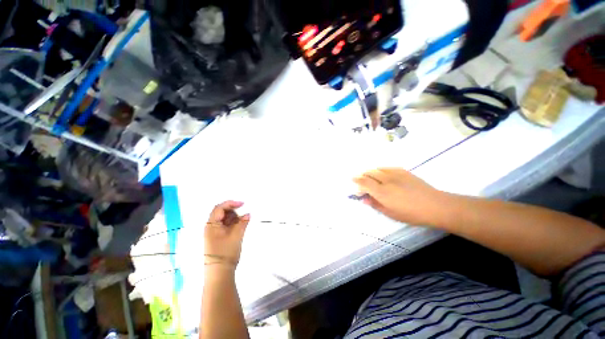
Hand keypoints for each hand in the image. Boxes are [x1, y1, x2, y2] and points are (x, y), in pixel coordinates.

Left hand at [204, 201, 249, 269]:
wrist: (220, 273)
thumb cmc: (226, 253)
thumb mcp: (236, 235)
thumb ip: (242, 223)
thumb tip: (248, 214)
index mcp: (211, 225)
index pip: (219, 208)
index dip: (231, 203)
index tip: (242, 204)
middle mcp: (211, 227)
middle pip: (221, 212)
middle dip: (233, 211)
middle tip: (244, 214)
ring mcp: (214, 232)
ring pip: (225, 219)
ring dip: (234, 217)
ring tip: (243, 221)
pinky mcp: (218, 237)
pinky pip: (226, 226)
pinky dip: (233, 223)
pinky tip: (240, 225)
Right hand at [353, 168, 445, 225]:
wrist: (435, 205)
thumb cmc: (411, 213)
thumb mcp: (390, 213)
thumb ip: (375, 204)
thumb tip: (364, 198)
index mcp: (381, 192)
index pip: (364, 182)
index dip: (356, 180)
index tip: (352, 180)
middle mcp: (386, 180)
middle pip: (369, 173)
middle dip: (362, 175)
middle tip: (361, 180)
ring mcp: (395, 174)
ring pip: (377, 168)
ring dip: (370, 172)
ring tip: (370, 176)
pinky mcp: (403, 171)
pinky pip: (387, 167)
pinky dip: (381, 170)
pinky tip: (382, 174)